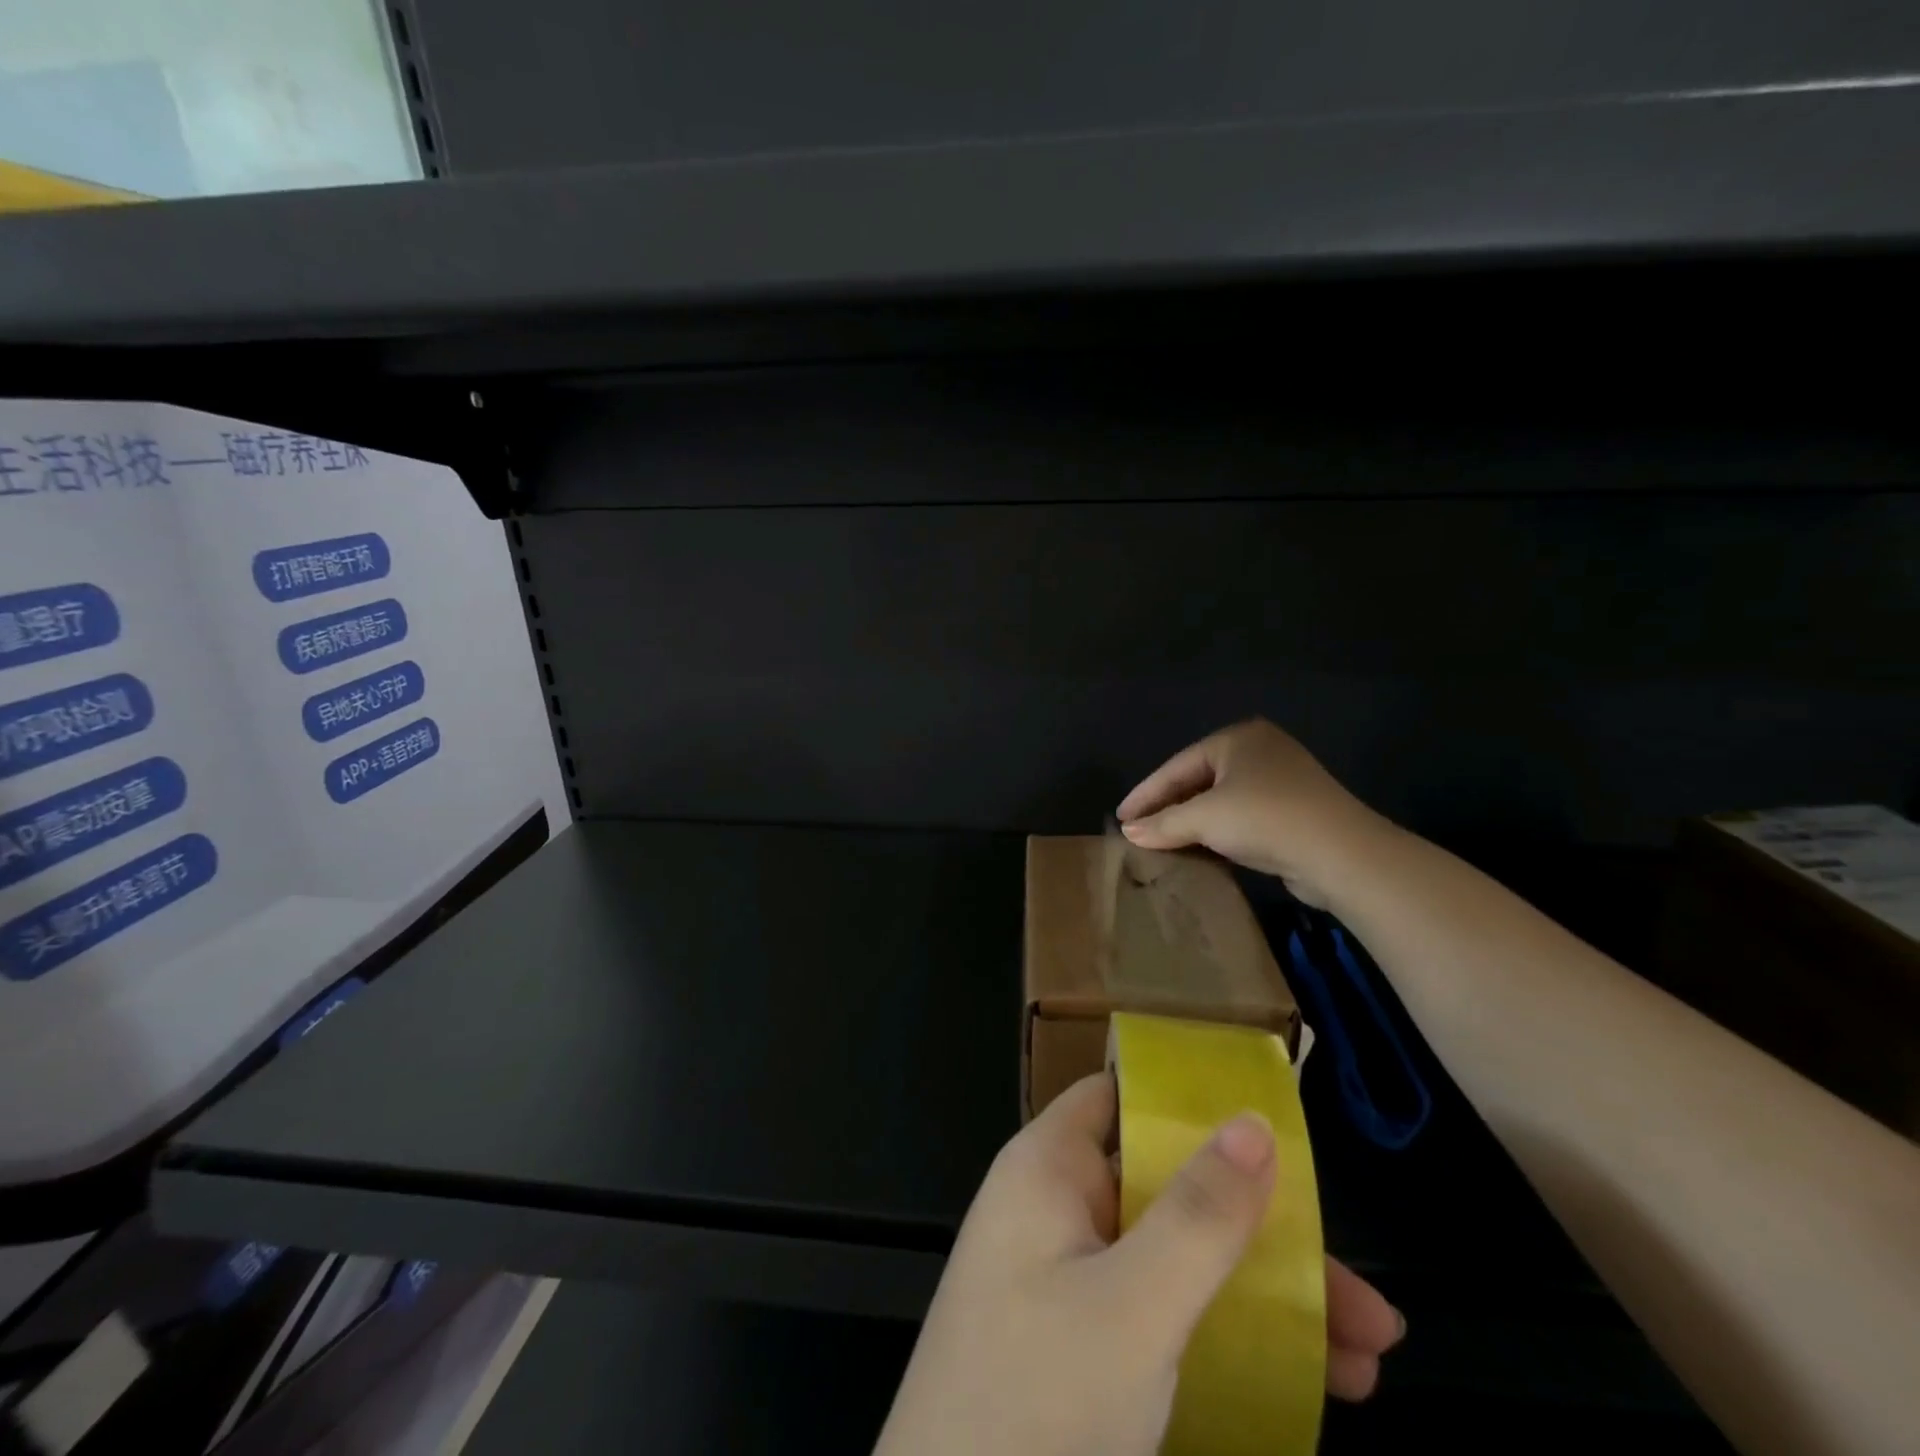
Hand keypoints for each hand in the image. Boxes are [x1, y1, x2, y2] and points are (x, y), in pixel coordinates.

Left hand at [872, 1075, 1403, 1455]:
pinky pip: (1165, 1319)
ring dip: (1266, 1299)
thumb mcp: (1132, 1307)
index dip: (1189, 1102)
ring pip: (1178, 1261)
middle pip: (1169, 1189)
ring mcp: (1069, 1283)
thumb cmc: (1036, 1402)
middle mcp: (1058, 1212)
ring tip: (1368, 1357)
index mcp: (1049, 1169)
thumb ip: (1198, 1215)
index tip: (1274, 1125)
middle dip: (1262, 1232)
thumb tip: (1254, 1121)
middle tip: (1361, 1292)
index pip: (1121, 1098)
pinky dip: (1231, 1341)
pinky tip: (1310, 1386)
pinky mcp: (1083, 1350)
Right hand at [1116, 719, 1385, 907]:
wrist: (1341, 854)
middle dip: (1167, 807)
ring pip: (1219, 800)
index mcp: (1237, 738)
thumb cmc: (1265, 819)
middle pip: (1197, 780)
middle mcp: (1259, 751)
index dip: (1145, 793)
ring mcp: (1280, 781)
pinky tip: (1197, 849)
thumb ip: (1162, 823)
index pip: (1177, 766)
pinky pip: (1240, 817)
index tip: (1120, 817)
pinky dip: (1216, 831)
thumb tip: (1128, 831)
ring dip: (1190, 822)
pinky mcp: (1292, 811)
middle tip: (1137, 830)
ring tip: (1160, 841)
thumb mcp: (1204, 819)